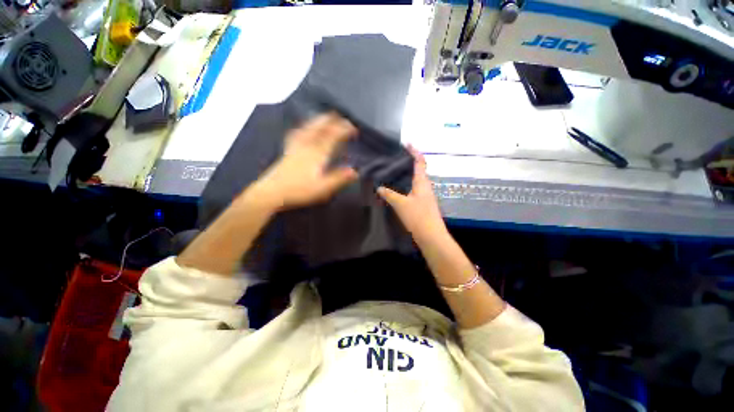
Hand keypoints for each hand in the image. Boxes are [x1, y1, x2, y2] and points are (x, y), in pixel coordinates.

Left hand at [250, 113, 357, 209]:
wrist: (273, 192)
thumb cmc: (299, 190)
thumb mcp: (323, 188)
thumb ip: (339, 178)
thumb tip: (355, 171)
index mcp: (317, 154)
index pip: (332, 136)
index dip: (343, 130)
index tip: (353, 127)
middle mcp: (307, 146)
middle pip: (320, 128)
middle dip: (332, 120)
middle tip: (341, 116)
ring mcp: (296, 146)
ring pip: (309, 128)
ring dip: (319, 120)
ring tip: (326, 116)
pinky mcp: (288, 150)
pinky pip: (297, 133)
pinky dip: (304, 127)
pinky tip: (303, 128)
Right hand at [377, 146, 446, 241]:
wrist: (431, 236)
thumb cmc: (418, 217)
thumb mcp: (401, 204)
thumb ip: (389, 194)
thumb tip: (379, 187)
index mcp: (422, 182)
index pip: (420, 162)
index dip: (415, 152)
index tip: (407, 144)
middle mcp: (425, 186)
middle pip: (418, 170)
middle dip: (408, 162)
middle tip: (394, 158)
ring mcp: (424, 195)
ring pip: (415, 180)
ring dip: (406, 174)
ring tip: (392, 171)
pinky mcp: (422, 204)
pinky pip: (413, 189)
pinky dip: (405, 185)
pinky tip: (396, 188)